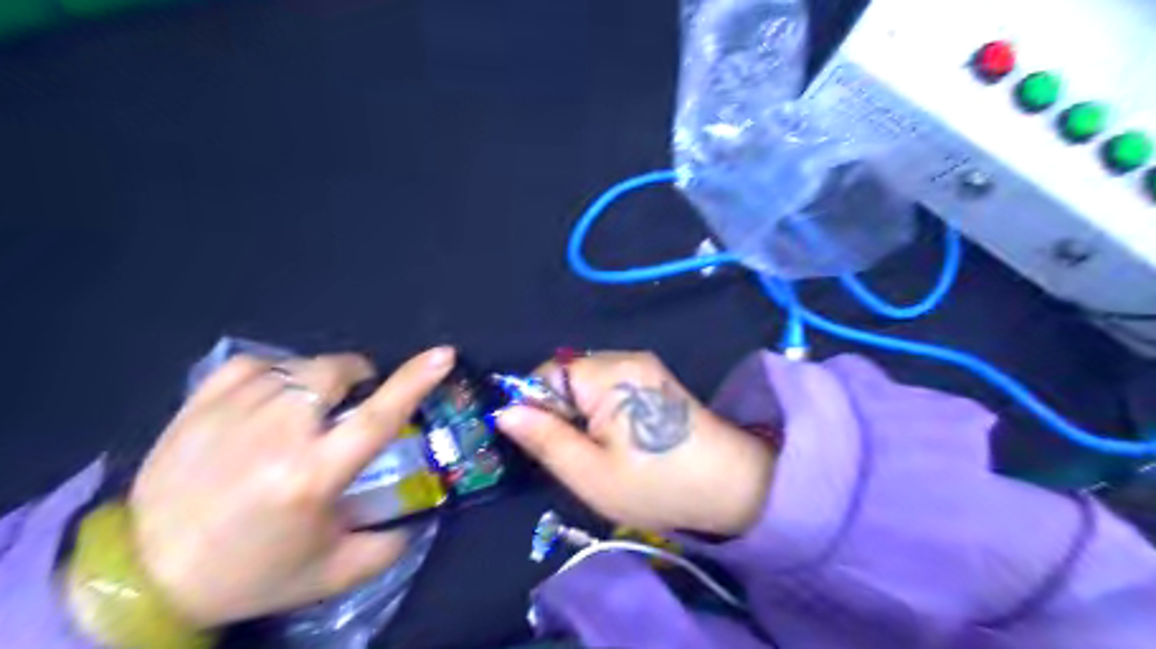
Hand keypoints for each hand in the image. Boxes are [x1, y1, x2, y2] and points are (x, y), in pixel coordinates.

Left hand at [126, 350, 451, 627]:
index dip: (415, 381)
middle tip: (355, 399)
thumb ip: (389, 546)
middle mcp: (276, 435)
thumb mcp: (332, 572)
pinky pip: (252, 365)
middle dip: (358, 376)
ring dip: (318, 380)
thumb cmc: (250, 572)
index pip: (378, 417)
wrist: (144, 577)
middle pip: (334, 373)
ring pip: (297, 367)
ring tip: (311, 407)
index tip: (442, 354)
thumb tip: (418, 518)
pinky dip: (274, 372)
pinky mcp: (198, 406)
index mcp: (312, 476)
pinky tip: (271, 396)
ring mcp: (233, 414)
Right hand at [499, 352, 774, 533]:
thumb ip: (544, 439)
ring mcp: (644, 366)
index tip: (548, 445)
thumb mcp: (590, 474)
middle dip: (561, 412)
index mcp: (609, 374)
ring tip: (601, 450)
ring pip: (588, 383)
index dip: (537, 408)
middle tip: (577, 454)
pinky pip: (611, 386)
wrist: (733, 486)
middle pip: (568, 376)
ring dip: (582, 414)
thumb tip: (504, 413)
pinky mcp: (655, 379)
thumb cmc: (658, 485)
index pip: (547, 374)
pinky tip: (621, 439)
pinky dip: (603, 411)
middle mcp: (626, 357)